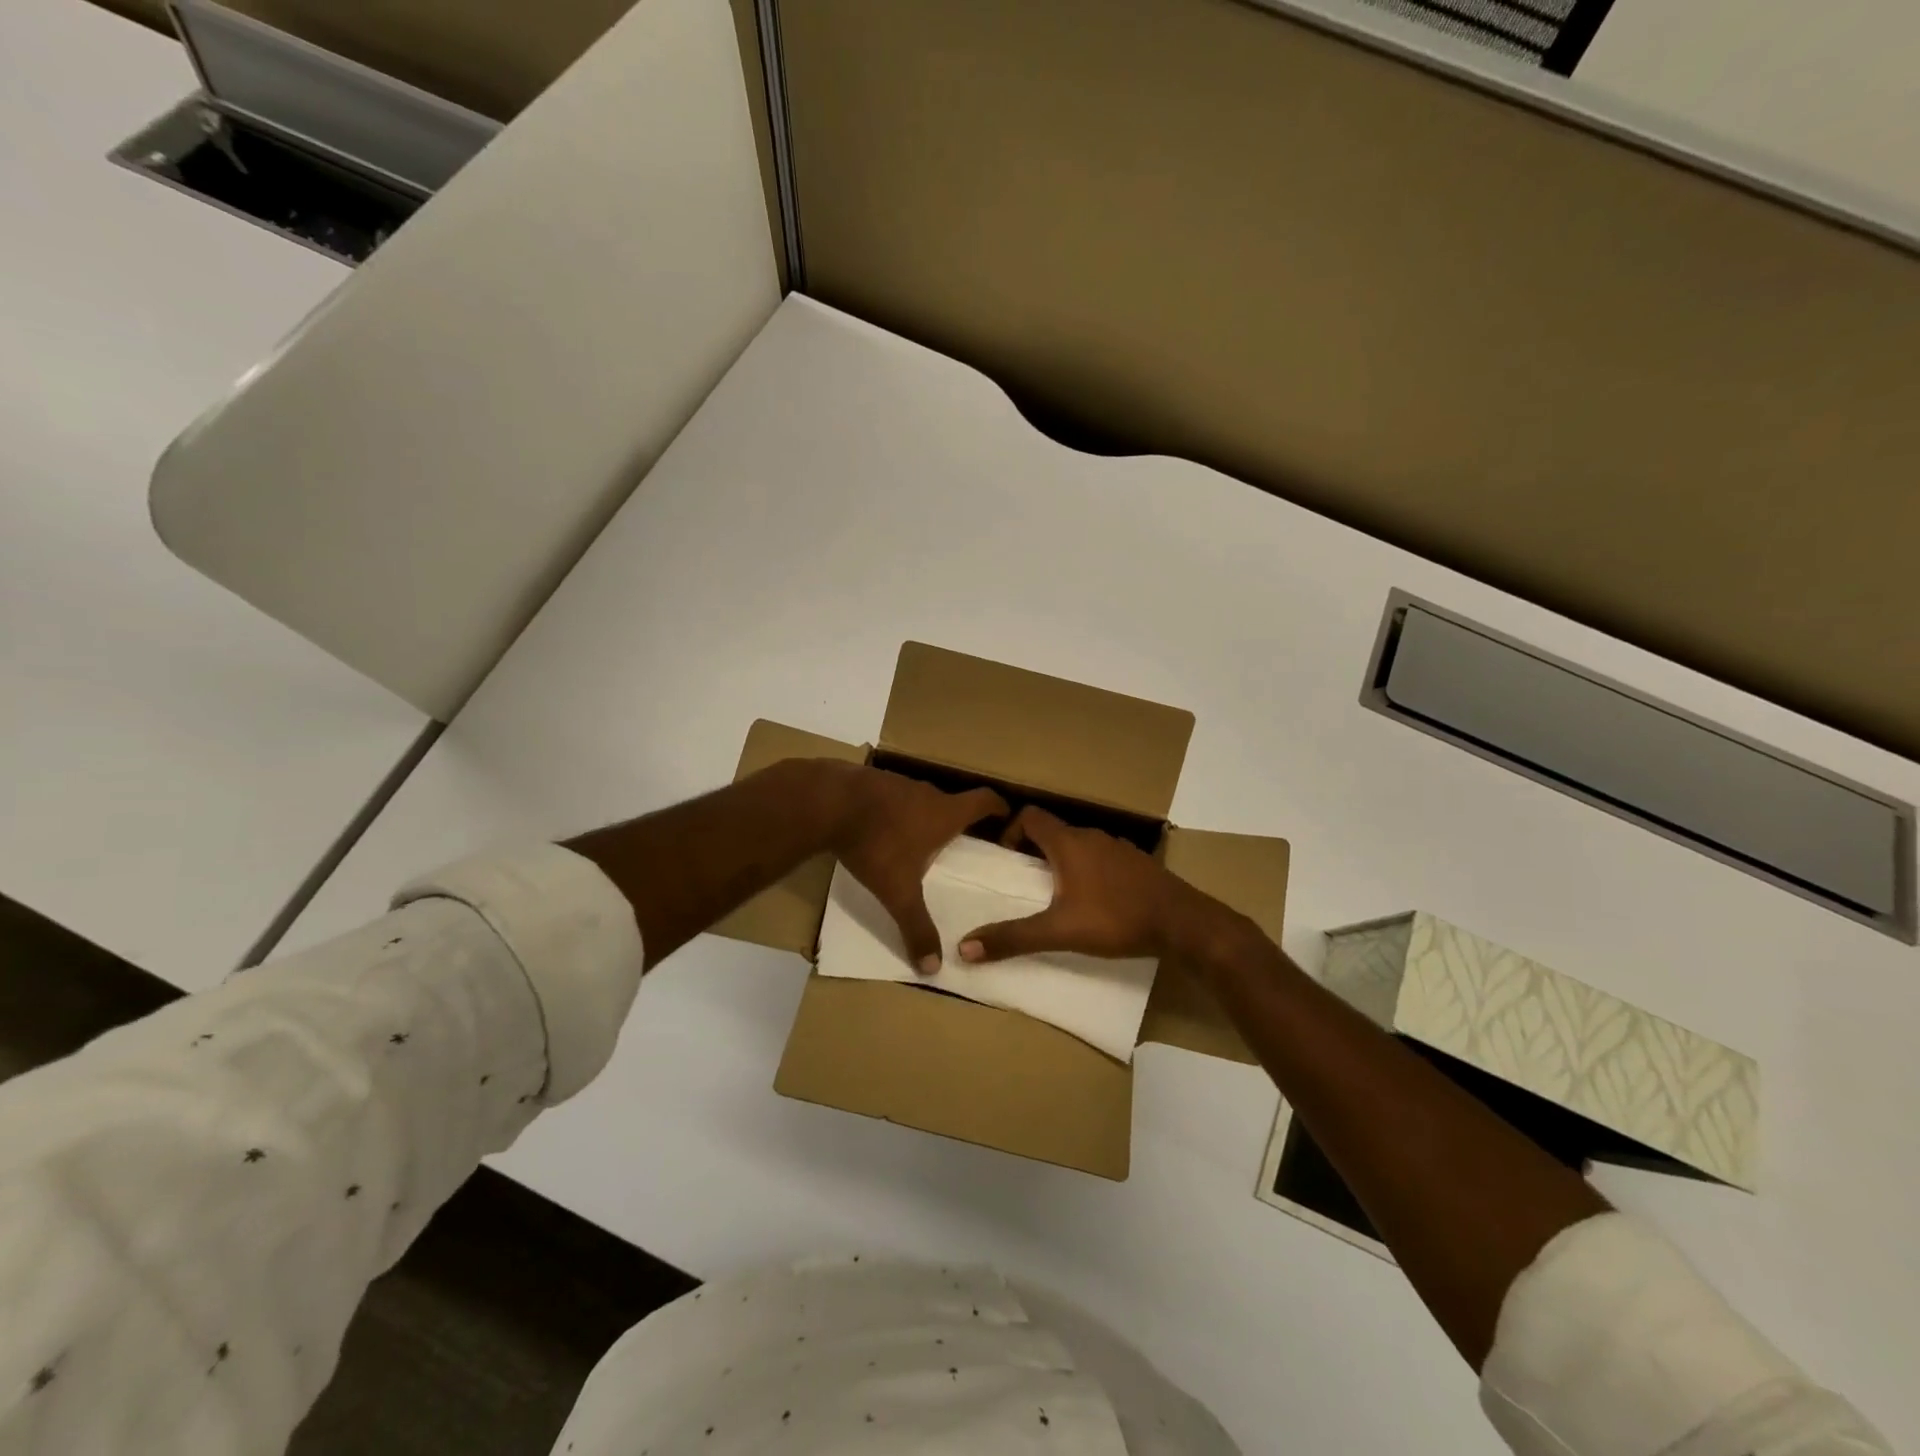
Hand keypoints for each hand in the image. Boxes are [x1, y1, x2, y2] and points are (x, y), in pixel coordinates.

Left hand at [829, 765, 1007, 974]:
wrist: (828, 802)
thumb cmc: (876, 844)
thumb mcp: (898, 892)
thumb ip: (917, 927)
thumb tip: (933, 967)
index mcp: (944, 813)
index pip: (984, 800)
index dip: (998, 806)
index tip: (1005, 814)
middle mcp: (926, 793)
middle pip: (952, 801)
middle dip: (957, 819)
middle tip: (958, 840)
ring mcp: (898, 783)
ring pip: (920, 798)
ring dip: (923, 814)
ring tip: (919, 838)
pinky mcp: (872, 781)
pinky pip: (893, 796)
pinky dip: (894, 810)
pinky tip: (882, 828)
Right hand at [957, 806, 1211, 962]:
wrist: (1183, 923)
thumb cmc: (1116, 919)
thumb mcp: (1060, 931)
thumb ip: (1013, 938)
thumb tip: (964, 948)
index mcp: (1068, 843)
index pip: (1030, 816)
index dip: (1011, 831)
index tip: (1005, 859)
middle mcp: (1092, 836)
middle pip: (1053, 830)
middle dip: (1033, 850)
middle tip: (1024, 881)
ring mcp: (1118, 848)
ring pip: (1079, 844)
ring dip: (1062, 861)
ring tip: (1056, 894)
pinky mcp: (1136, 864)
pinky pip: (1101, 858)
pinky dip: (1088, 870)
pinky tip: (1094, 900)